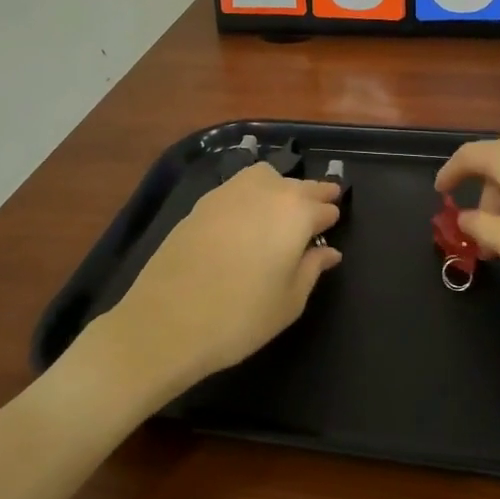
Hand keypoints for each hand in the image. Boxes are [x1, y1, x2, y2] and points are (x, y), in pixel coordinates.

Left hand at [89, 164, 341, 404]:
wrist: (167, 321)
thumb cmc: (240, 316)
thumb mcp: (289, 301)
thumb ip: (312, 269)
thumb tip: (328, 252)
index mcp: (296, 213)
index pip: (324, 206)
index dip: (330, 217)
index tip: (332, 227)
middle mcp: (266, 191)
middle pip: (298, 185)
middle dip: (312, 196)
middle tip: (318, 209)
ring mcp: (229, 192)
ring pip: (265, 177)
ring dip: (279, 187)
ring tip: (280, 210)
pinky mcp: (202, 203)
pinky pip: (237, 188)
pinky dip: (250, 195)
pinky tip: (246, 218)